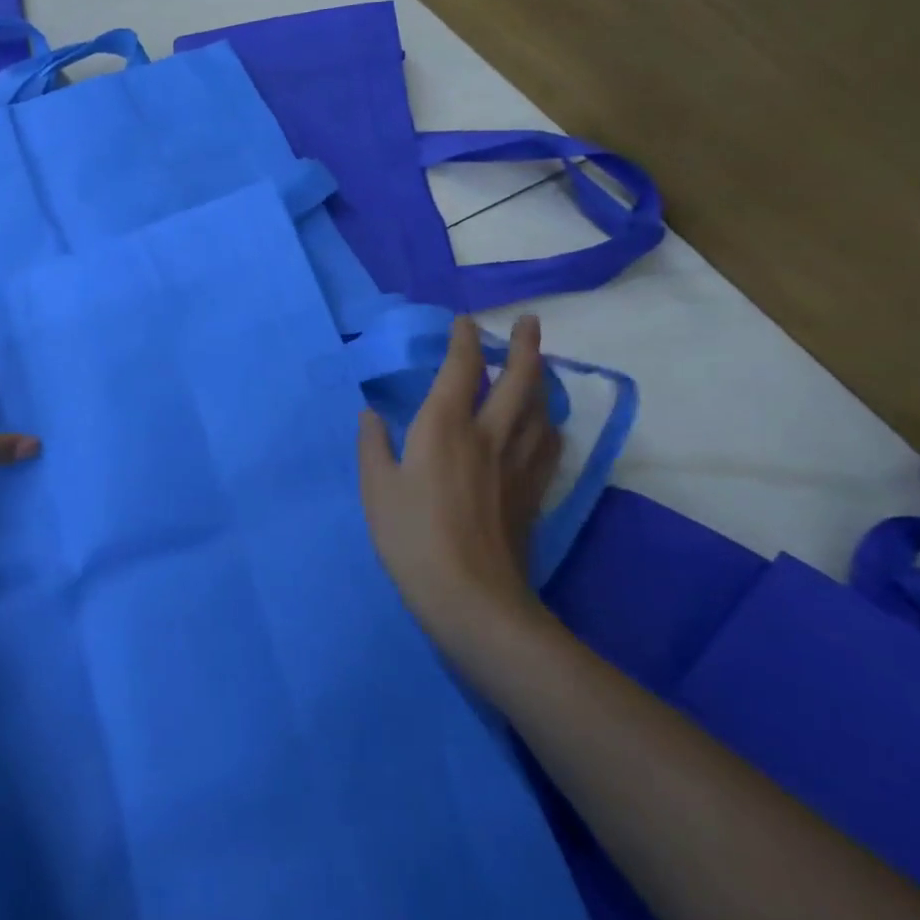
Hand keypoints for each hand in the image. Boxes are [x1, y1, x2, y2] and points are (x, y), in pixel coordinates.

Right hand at [357, 314, 559, 662]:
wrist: (471, 597)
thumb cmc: (411, 536)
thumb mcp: (375, 488)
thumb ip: (373, 445)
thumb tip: (370, 414)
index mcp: (444, 426)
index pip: (460, 369)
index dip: (464, 341)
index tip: (465, 322)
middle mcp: (488, 434)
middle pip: (517, 380)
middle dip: (524, 346)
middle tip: (530, 322)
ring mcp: (517, 463)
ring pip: (540, 408)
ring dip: (542, 380)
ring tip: (541, 366)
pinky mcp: (533, 492)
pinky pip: (549, 445)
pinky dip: (549, 424)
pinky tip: (546, 426)